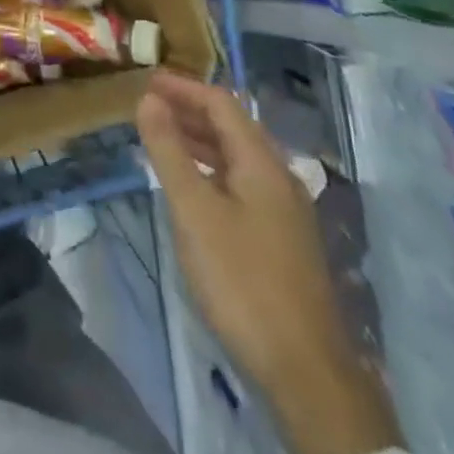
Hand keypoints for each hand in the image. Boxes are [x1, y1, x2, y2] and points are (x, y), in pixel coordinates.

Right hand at [139, 71, 399, 453]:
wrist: (306, 372)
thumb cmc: (242, 280)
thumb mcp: (194, 211)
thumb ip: (169, 151)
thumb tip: (148, 99)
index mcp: (261, 162)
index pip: (221, 103)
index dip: (183, 87)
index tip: (146, 81)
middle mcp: (278, 176)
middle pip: (232, 126)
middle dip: (190, 111)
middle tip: (148, 107)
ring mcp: (285, 210)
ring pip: (237, 157)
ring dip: (200, 141)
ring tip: (162, 140)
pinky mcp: (283, 240)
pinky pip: (242, 183)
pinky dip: (212, 170)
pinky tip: (193, 189)